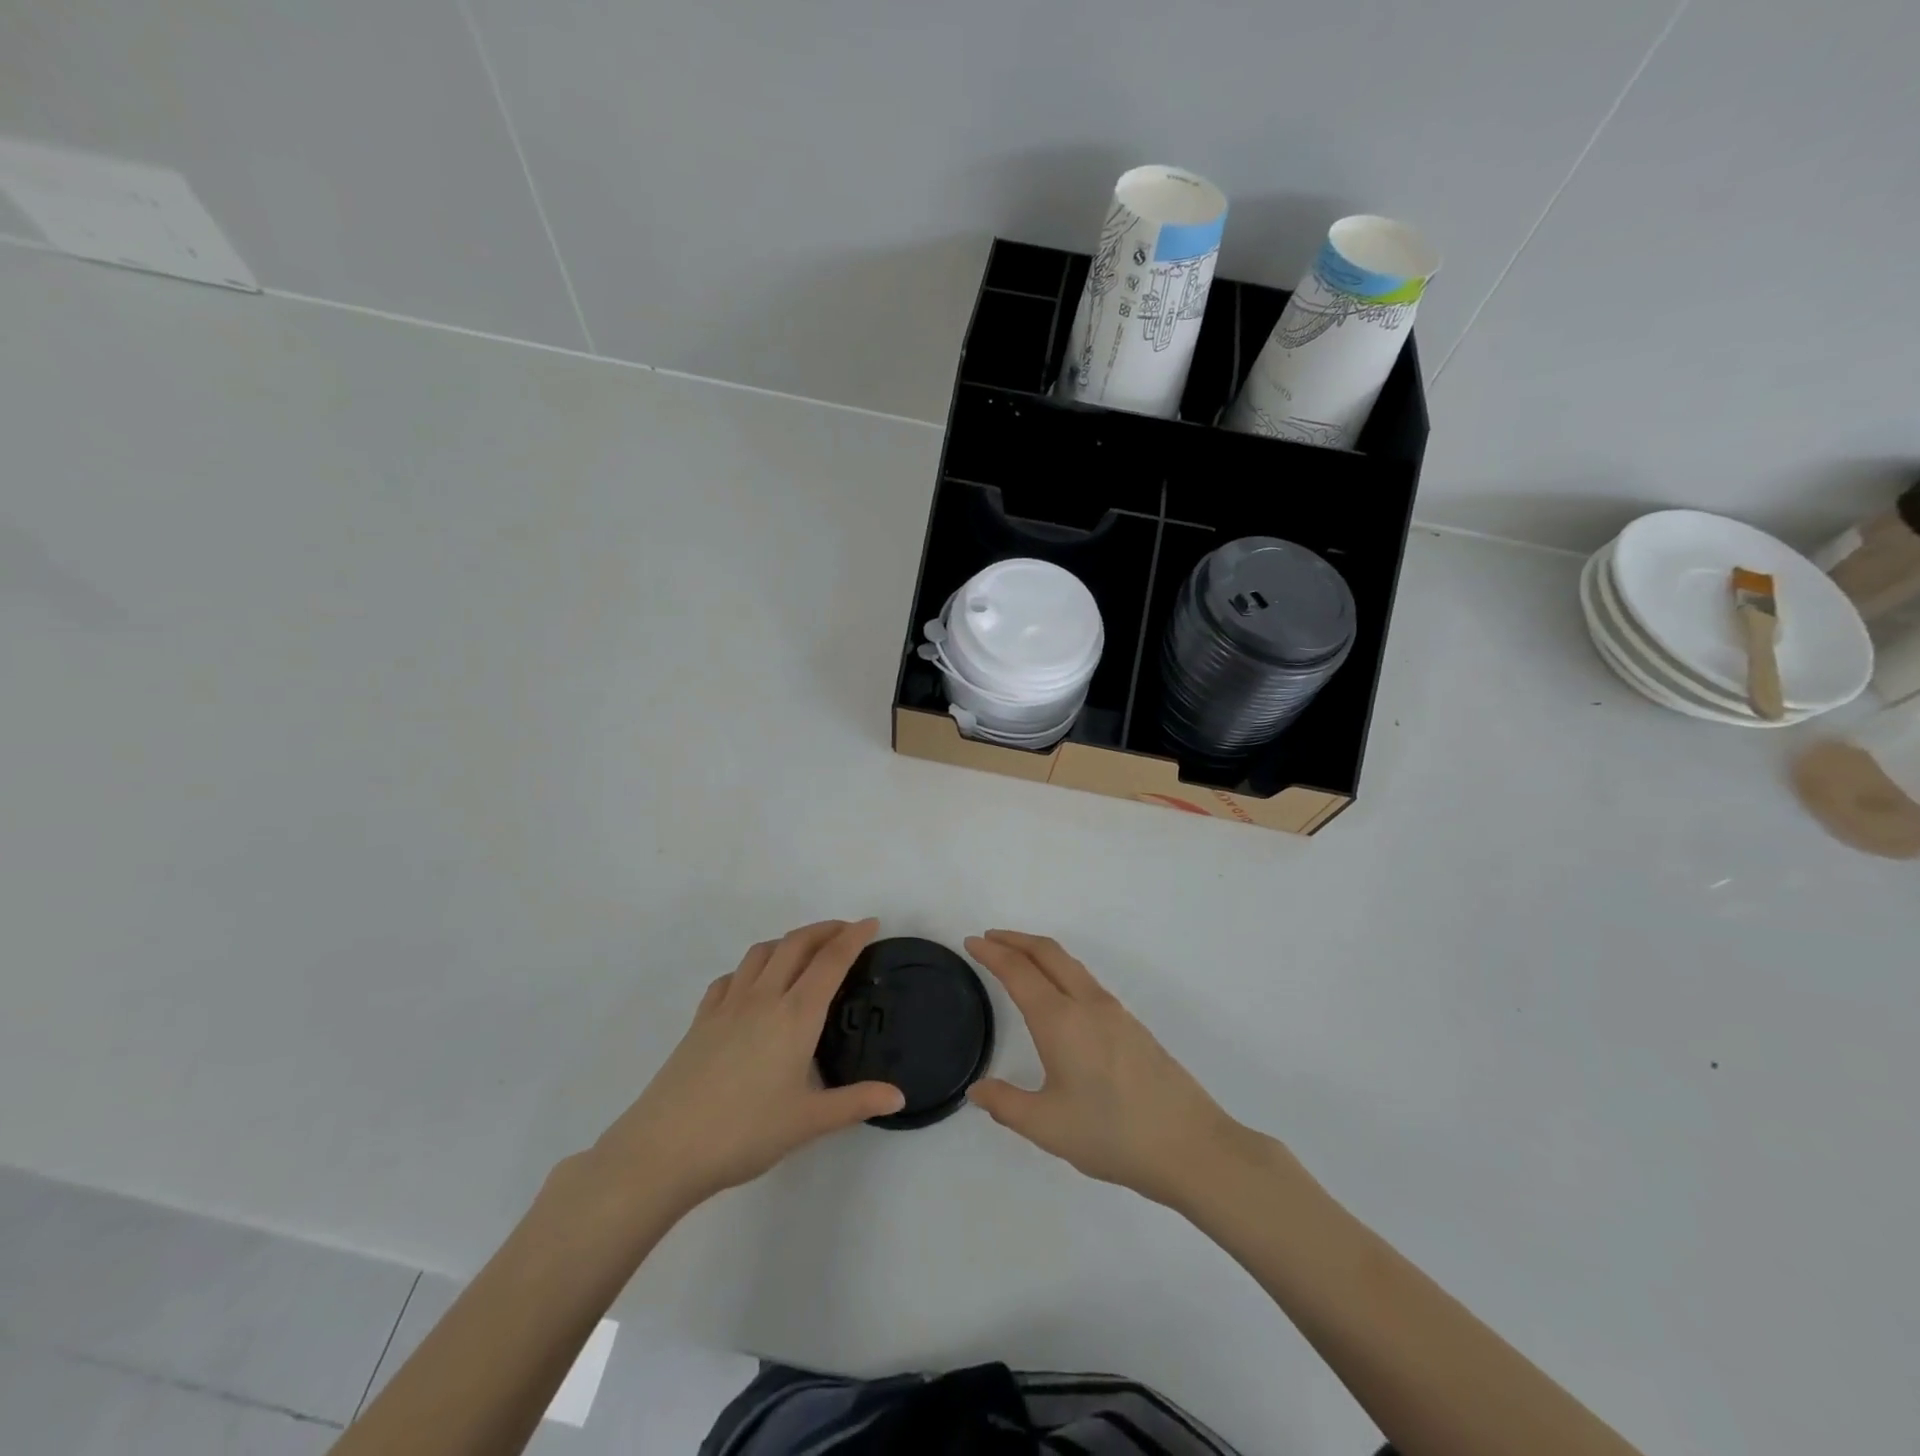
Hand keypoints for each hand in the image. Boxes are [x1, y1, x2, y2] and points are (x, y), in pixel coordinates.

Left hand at [589, 920, 904, 1214]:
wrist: (665, 1148)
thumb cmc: (744, 1133)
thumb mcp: (808, 1122)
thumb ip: (856, 1103)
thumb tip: (899, 1096)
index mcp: (796, 1015)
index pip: (831, 961)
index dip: (854, 937)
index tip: (872, 923)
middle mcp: (764, 997)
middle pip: (796, 944)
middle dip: (824, 929)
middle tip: (845, 931)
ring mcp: (728, 1005)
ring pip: (761, 952)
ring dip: (788, 941)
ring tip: (803, 952)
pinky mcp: (701, 1019)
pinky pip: (730, 977)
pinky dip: (750, 968)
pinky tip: (752, 986)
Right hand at [965, 930, 1248, 1207]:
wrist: (1189, 1145)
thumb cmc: (1112, 1134)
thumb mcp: (1048, 1126)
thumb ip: (1006, 1104)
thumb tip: (977, 1089)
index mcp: (1060, 1020)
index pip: (1018, 972)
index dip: (992, 953)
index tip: (971, 942)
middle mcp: (1087, 1004)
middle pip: (1048, 953)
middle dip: (1016, 940)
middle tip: (989, 939)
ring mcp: (1114, 1012)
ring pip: (1070, 964)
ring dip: (1040, 953)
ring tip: (1019, 960)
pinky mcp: (1132, 1026)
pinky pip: (1086, 981)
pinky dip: (1060, 970)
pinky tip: (1058, 996)